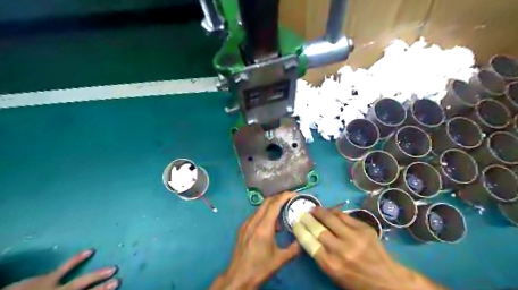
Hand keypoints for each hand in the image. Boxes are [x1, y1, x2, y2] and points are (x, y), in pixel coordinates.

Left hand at [4, 249, 118, 289]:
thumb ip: (63, 289)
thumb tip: (81, 287)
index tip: (115, 285)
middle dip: (101, 288)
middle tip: (117, 281)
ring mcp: (53, 288)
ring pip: (80, 282)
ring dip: (97, 276)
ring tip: (113, 269)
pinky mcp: (46, 279)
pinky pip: (65, 267)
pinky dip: (77, 259)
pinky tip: (90, 251)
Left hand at [209, 191, 299, 288]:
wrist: (238, 277)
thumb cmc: (260, 268)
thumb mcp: (280, 260)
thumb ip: (294, 248)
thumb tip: (303, 240)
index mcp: (263, 227)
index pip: (274, 205)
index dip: (284, 196)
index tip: (294, 194)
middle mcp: (253, 222)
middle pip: (266, 202)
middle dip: (279, 198)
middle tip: (290, 200)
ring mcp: (246, 224)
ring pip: (260, 208)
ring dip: (272, 206)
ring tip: (283, 214)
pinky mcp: (242, 228)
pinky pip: (255, 215)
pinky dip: (265, 214)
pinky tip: (271, 225)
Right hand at [307, 206, 444, 289]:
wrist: (388, 280)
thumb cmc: (356, 281)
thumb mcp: (334, 274)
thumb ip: (320, 255)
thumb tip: (309, 236)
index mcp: (331, 264)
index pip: (308, 242)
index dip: (300, 229)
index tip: (295, 223)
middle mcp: (340, 249)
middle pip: (317, 228)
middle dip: (307, 218)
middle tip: (302, 213)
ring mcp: (353, 237)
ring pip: (330, 217)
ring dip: (319, 211)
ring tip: (314, 209)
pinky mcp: (364, 228)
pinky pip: (344, 215)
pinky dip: (333, 212)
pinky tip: (329, 212)